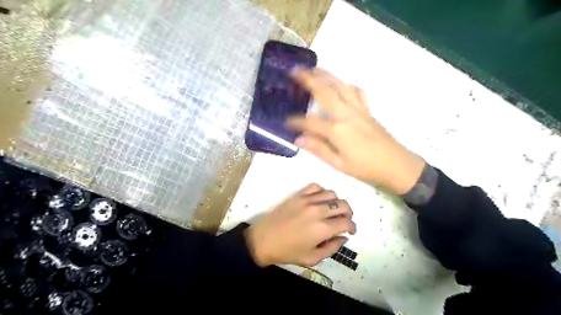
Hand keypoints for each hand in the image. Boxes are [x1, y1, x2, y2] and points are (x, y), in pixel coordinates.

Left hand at [246, 184, 353, 266]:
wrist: (264, 240)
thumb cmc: (288, 252)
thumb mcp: (312, 258)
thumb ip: (332, 248)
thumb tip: (343, 238)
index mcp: (323, 229)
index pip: (347, 222)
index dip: (353, 227)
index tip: (351, 231)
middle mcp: (318, 211)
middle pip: (343, 205)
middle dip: (349, 213)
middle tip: (345, 220)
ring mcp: (307, 200)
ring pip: (332, 193)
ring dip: (337, 202)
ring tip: (333, 209)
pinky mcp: (298, 195)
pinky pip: (315, 186)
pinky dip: (322, 191)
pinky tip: (320, 200)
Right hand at [289, 67, 425, 193]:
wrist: (395, 164)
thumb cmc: (365, 168)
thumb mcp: (338, 164)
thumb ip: (318, 149)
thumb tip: (298, 139)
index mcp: (337, 130)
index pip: (310, 121)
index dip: (296, 121)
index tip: (286, 121)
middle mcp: (346, 114)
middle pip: (325, 92)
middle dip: (308, 80)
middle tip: (295, 70)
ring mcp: (358, 110)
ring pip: (341, 86)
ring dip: (327, 75)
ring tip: (315, 68)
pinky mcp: (367, 110)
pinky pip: (357, 92)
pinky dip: (347, 85)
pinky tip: (341, 84)